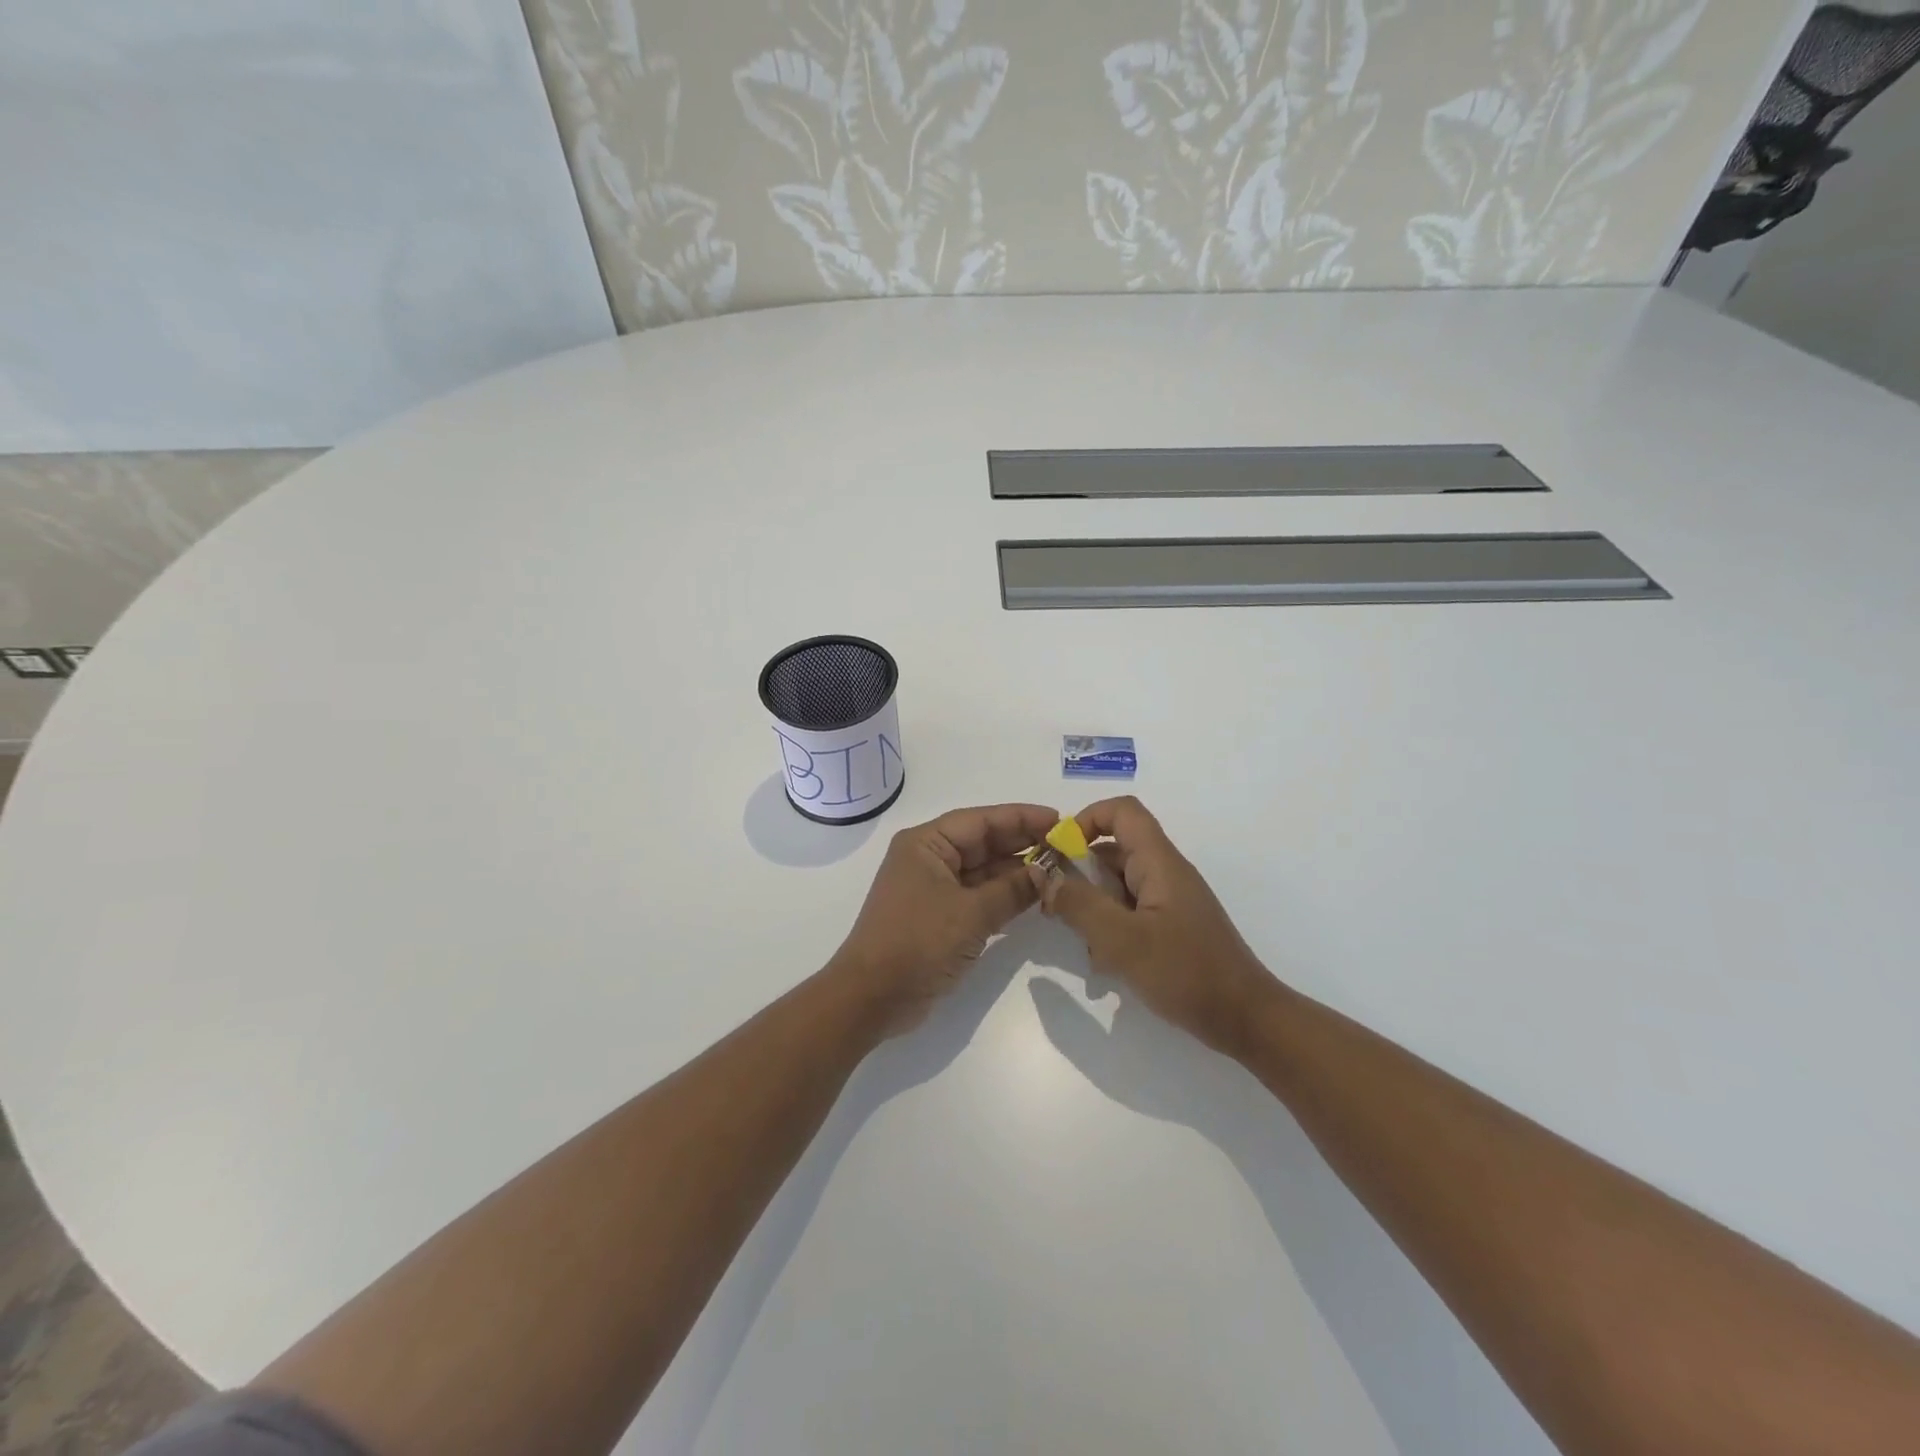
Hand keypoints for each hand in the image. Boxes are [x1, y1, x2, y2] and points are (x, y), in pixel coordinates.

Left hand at [832, 802, 1059, 1035]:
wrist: (872, 998)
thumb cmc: (917, 942)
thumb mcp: (970, 913)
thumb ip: (1012, 889)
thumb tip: (1048, 871)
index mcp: (926, 844)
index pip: (981, 820)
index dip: (1021, 818)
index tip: (1059, 820)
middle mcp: (929, 859)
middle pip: (983, 843)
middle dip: (1023, 845)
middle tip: (1066, 848)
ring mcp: (933, 889)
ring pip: (983, 872)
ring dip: (1016, 873)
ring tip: (1059, 872)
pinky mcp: (939, 917)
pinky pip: (978, 897)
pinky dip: (1004, 897)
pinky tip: (1035, 898)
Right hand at [1030, 796, 1278, 1056]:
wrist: (1246, 1020)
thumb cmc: (1187, 973)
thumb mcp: (1123, 940)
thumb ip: (1080, 905)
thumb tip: (1046, 876)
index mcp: (1159, 863)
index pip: (1122, 812)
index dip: (1085, 820)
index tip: (1058, 853)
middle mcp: (1164, 874)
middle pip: (1113, 851)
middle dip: (1079, 874)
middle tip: (1054, 907)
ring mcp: (1169, 902)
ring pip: (1117, 886)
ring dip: (1092, 907)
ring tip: (1083, 944)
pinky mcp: (1170, 928)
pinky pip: (1129, 913)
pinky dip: (1110, 929)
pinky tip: (1104, 965)